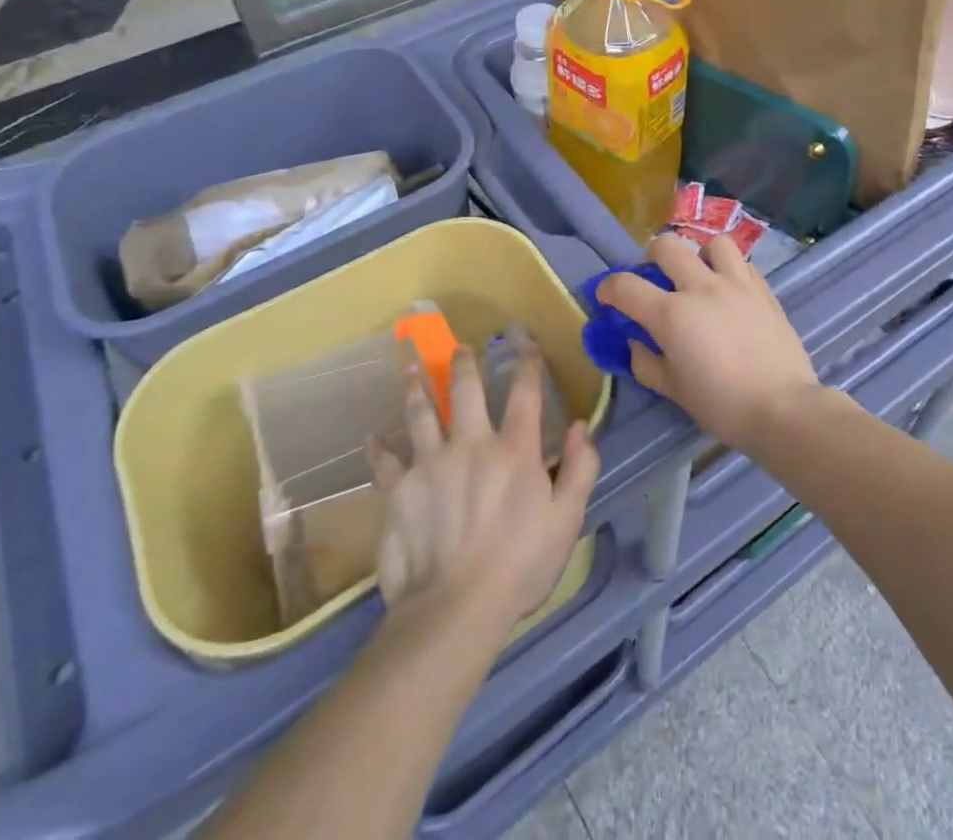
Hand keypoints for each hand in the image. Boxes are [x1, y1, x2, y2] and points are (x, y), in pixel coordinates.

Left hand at [366, 343, 599, 629]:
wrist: (454, 608)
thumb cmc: (519, 565)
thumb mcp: (567, 520)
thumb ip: (580, 469)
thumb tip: (580, 426)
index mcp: (514, 450)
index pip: (524, 393)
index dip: (526, 363)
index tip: (524, 343)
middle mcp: (471, 443)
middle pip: (465, 390)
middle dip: (464, 363)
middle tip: (461, 348)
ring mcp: (430, 463)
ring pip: (420, 412)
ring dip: (416, 386)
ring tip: (410, 368)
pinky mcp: (399, 489)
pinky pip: (384, 461)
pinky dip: (378, 447)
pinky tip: (372, 436)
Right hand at [598, 235, 819, 450]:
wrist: (783, 408)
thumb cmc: (722, 405)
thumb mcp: (673, 390)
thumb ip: (646, 363)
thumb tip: (634, 343)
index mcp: (672, 314)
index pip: (625, 286)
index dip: (608, 288)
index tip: (607, 298)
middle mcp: (701, 287)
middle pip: (666, 246)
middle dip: (651, 258)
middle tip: (655, 280)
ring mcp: (736, 284)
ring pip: (712, 243)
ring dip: (699, 255)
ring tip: (701, 277)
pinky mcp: (763, 290)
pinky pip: (742, 263)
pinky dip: (730, 270)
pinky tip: (730, 292)